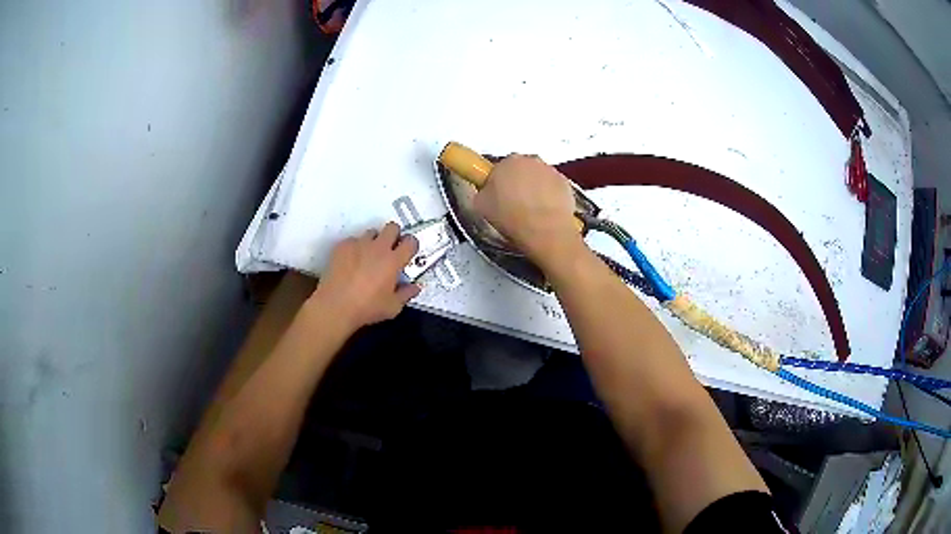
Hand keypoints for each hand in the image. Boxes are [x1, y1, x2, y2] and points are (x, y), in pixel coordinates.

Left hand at [309, 222, 420, 330]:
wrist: (335, 306)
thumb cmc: (367, 308)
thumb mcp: (392, 307)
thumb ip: (406, 294)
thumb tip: (416, 286)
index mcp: (393, 261)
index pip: (411, 241)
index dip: (411, 245)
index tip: (407, 253)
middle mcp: (378, 247)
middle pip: (392, 227)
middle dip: (394, 235)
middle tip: (389, 250)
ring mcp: (359, 244)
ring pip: (371, 232)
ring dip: (373, 241)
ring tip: (367, 257)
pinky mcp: (343, 245)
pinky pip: (353, 240)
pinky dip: (355, 248)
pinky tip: (350, 263)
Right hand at [473, 155, 584, 267]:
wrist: (545, 231)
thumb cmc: (510, 216)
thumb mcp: (480, 206)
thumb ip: (483, 192)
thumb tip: (487, 191)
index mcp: (508, 161)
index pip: (500, 167)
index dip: (499, 182)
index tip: (498, 196)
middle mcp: (531, 160)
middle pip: (522, 169)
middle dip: (518, 182)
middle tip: (514, 204)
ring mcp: (551, 171)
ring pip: (539, 177)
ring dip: (535, 189)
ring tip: (532, 211)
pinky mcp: (566, 184)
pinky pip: (554, 188)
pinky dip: (550, 196)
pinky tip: (546, 213)